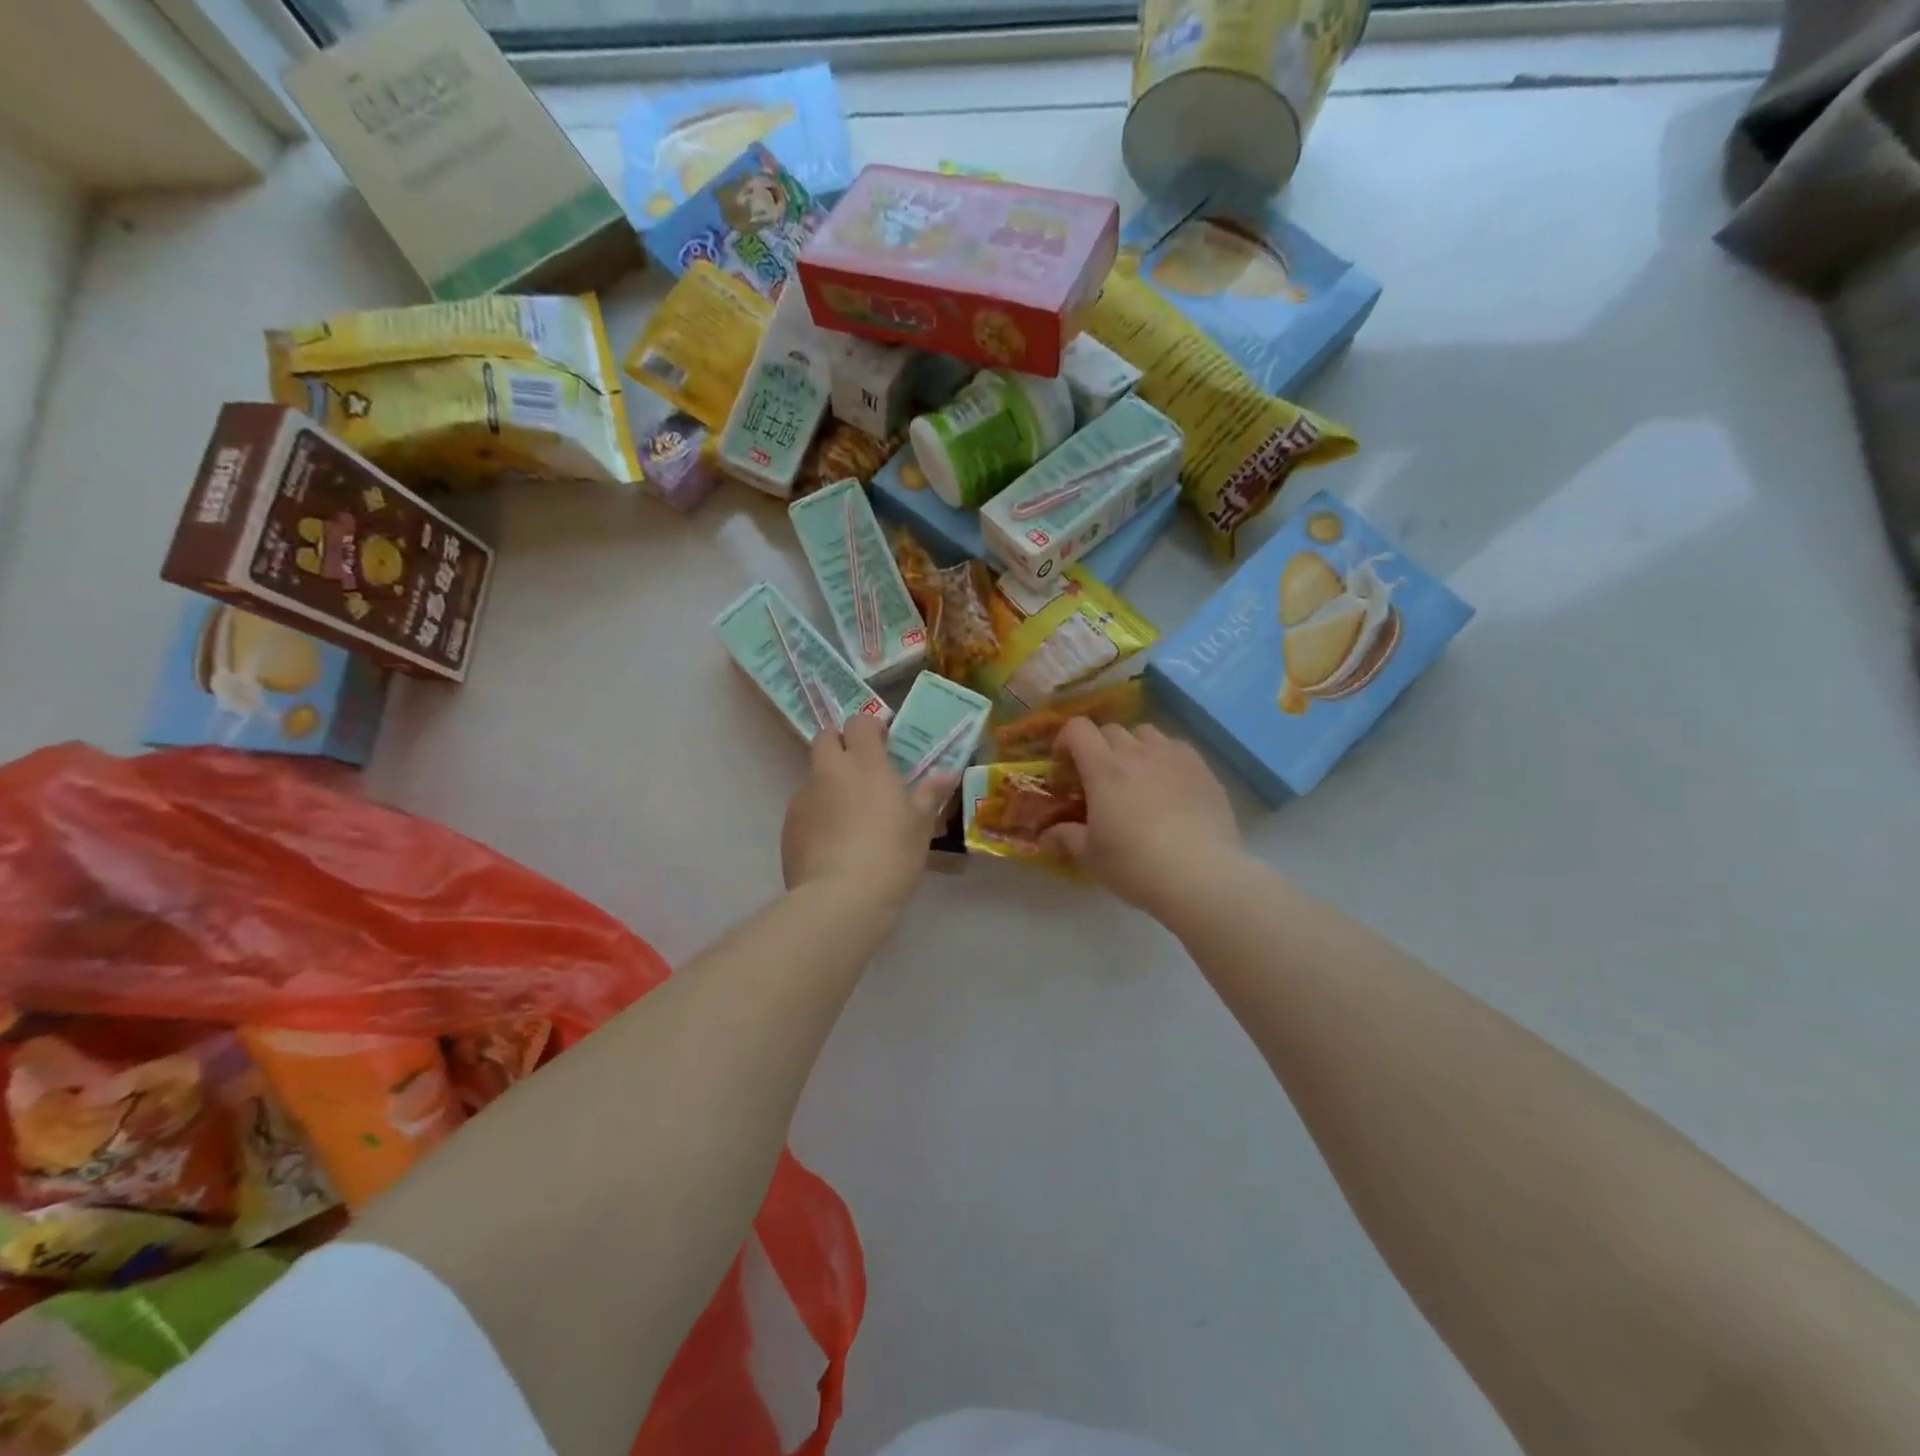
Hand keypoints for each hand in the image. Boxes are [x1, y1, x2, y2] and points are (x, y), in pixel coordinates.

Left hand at [782, 715, 953, 909]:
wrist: (841, 899)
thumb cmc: (891, 855)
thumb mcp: (920, 826)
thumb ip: (930, 795)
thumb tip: (948, 774)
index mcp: (865, 764)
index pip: (859, 722)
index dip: (869, 728)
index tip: (883, 743)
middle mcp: (830, 772)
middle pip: (825, 738)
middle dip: (840, 744)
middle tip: (861, 770)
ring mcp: (804, 798)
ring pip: (814, 776)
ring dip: (829, 785)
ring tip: (849, 819)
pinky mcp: (788, 826)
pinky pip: (804, 809)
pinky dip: (817, 816)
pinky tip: (833, 845)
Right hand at [1042, 720, 1246, 916]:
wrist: (1202, 876)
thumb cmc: (1136, 865)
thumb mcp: (1091, 856)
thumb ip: (1066, 838)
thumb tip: (1044, 836)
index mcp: (1103, 768)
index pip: (1078, 728)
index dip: (1066, 740)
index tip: (1064, 765)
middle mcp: (1137, 752)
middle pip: (1111, 729)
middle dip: (1098, 746)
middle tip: (1099, 777)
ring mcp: (1173, 756)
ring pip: (1146, 733)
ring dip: (1134, 747)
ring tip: (1136, 775)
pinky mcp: (1203, 768)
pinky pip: (1177, 748)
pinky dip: (1165, 757)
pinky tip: (1169, 785)